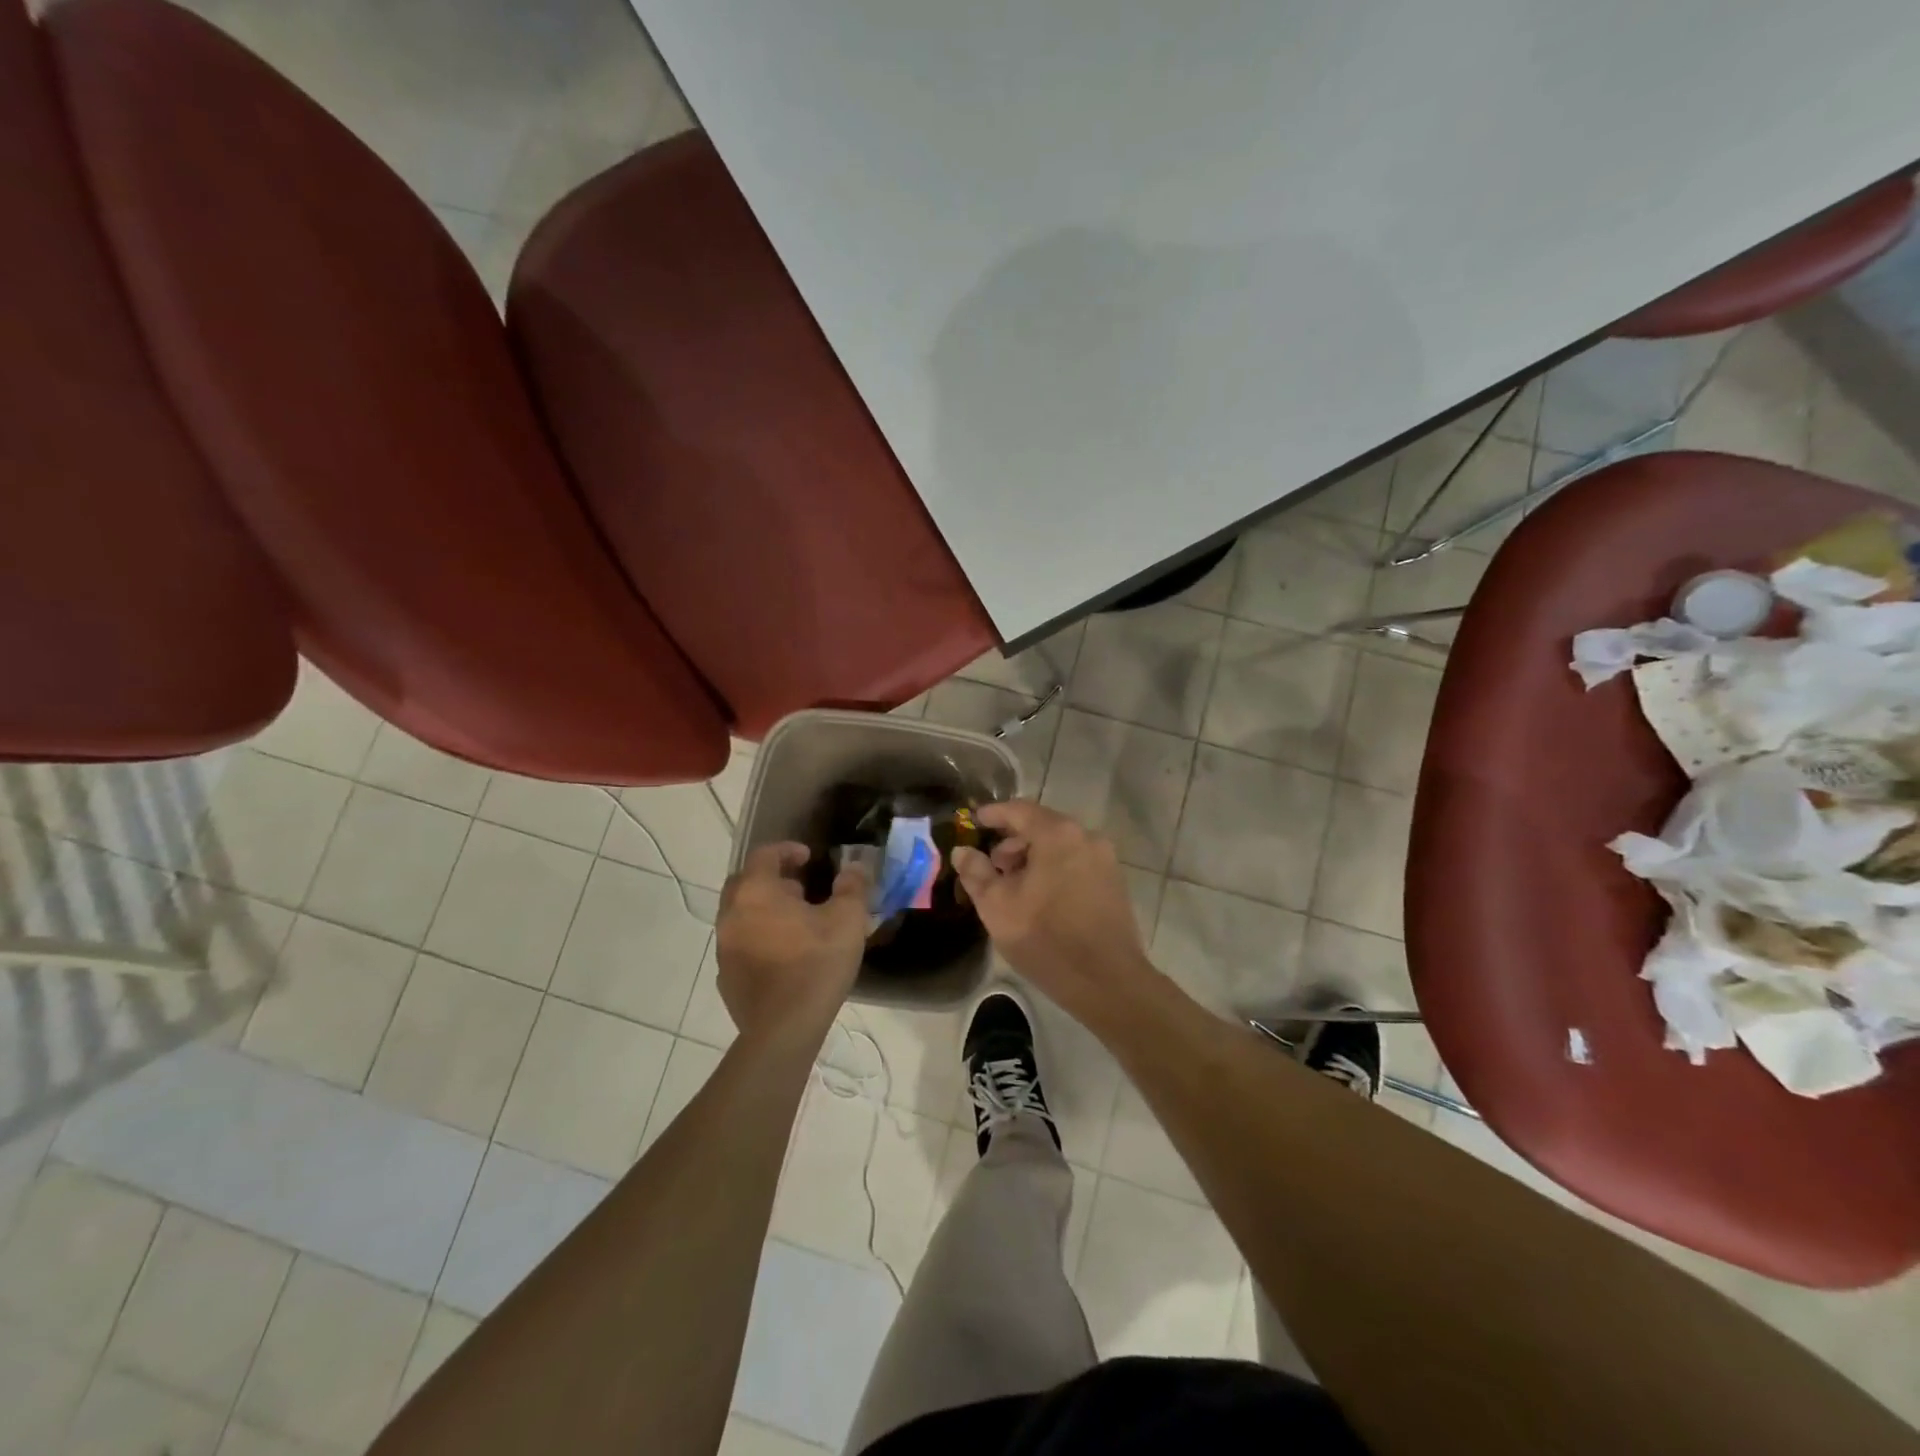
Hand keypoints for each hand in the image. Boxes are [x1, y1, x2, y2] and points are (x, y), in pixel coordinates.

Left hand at [716, 843, 867, 1043]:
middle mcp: (731, 914)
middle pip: (745, 882)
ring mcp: (724, 947)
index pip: (764, 855)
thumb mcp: (848, 919)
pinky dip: (759, 938)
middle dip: (771, 878)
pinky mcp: (725, 977)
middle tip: (800, 888)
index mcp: (756, 892)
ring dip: (764, 909)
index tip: (809, 857)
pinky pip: (741, 944)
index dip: (787, 850)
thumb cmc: (816, 964)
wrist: (784, 1029)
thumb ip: (852, 886)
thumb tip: (854, 867)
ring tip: (796, 922)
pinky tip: (783, 955)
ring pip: (740, 914)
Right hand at [950, 801, 1152, 1019]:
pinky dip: (1054, 868)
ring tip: (1013, 886)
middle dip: (1012, 841)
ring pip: (1059, 845)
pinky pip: (1076, 862)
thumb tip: (962, 851)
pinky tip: (1040, 897)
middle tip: (991, 865)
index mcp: (1058, 834)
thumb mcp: (997, 906)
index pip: (1019, 810)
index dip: (992, 814)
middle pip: (1041, 826)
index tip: (973, 821)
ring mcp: (1105, 859)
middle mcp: (1086, 837)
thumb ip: (976, 873)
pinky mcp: (1114, 881)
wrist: (1107, 981)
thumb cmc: (1046, 939)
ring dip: (1033, 857)